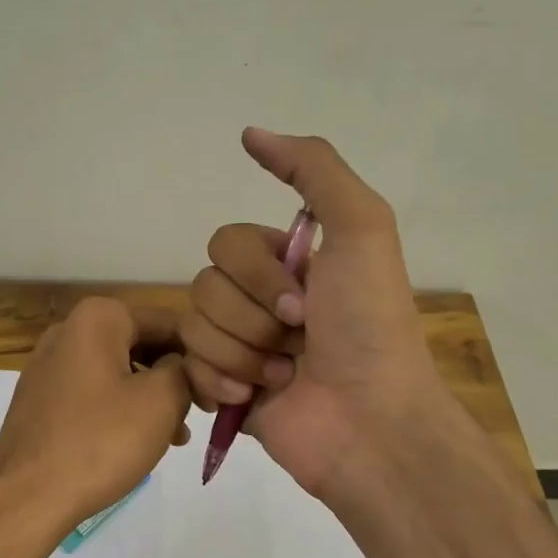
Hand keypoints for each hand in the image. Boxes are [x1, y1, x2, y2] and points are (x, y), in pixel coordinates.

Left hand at [0, 297, 192, 545]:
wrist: (26, 497)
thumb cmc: (100, 441)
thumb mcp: (161, 401)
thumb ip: (185, 370)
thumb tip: (185, 365)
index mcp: (98, 318)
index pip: (168, 322)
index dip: (200, 355)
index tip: (219, 390)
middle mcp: (68, 330)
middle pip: (141, 344)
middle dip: (174, 377)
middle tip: (201, 413)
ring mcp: (49, 365)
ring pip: (119, 371)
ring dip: (152, 397)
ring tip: (176, 436)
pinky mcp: (41, 399)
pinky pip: (94, 392)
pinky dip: (121, 409)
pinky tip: (140, 442)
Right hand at [182, 129, 443, 498]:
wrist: (369, 423)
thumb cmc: (369, 326)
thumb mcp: (361, 228)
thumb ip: (313, 169)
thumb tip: (250, 133)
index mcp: (288, 263)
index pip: (226, 242)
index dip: (258, 272)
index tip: (305, 302)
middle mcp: (261, 300)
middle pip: (205, 283)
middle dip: (250, 316)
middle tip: (297, 340)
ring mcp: (242, 347)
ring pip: (194, 326)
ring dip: (242, 352)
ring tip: (284, 376)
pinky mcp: (225, 390)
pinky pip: (188, 368)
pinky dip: (221, 383)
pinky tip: (254, 398)